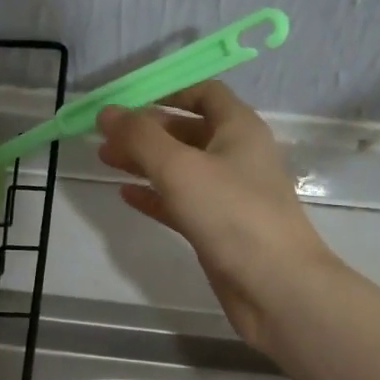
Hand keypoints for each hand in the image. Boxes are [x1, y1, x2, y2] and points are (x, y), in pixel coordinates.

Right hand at [97, 82, 335, 346]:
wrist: (275, 286)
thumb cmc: (231, 214)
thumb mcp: (180, 167)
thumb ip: (140, 138)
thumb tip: (106, 112)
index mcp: (239, 129)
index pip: (205, 94)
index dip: (167, 92)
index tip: (128, 104)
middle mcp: (236, 156)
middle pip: (187, 131)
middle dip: (147, 131)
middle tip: (105, 138)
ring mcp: (228, 194)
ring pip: (181, 168)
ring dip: (145, 162)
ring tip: (106, 161)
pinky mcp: (218, 227)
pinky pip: (181, 202)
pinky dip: (155, 195)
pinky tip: (125, 196)